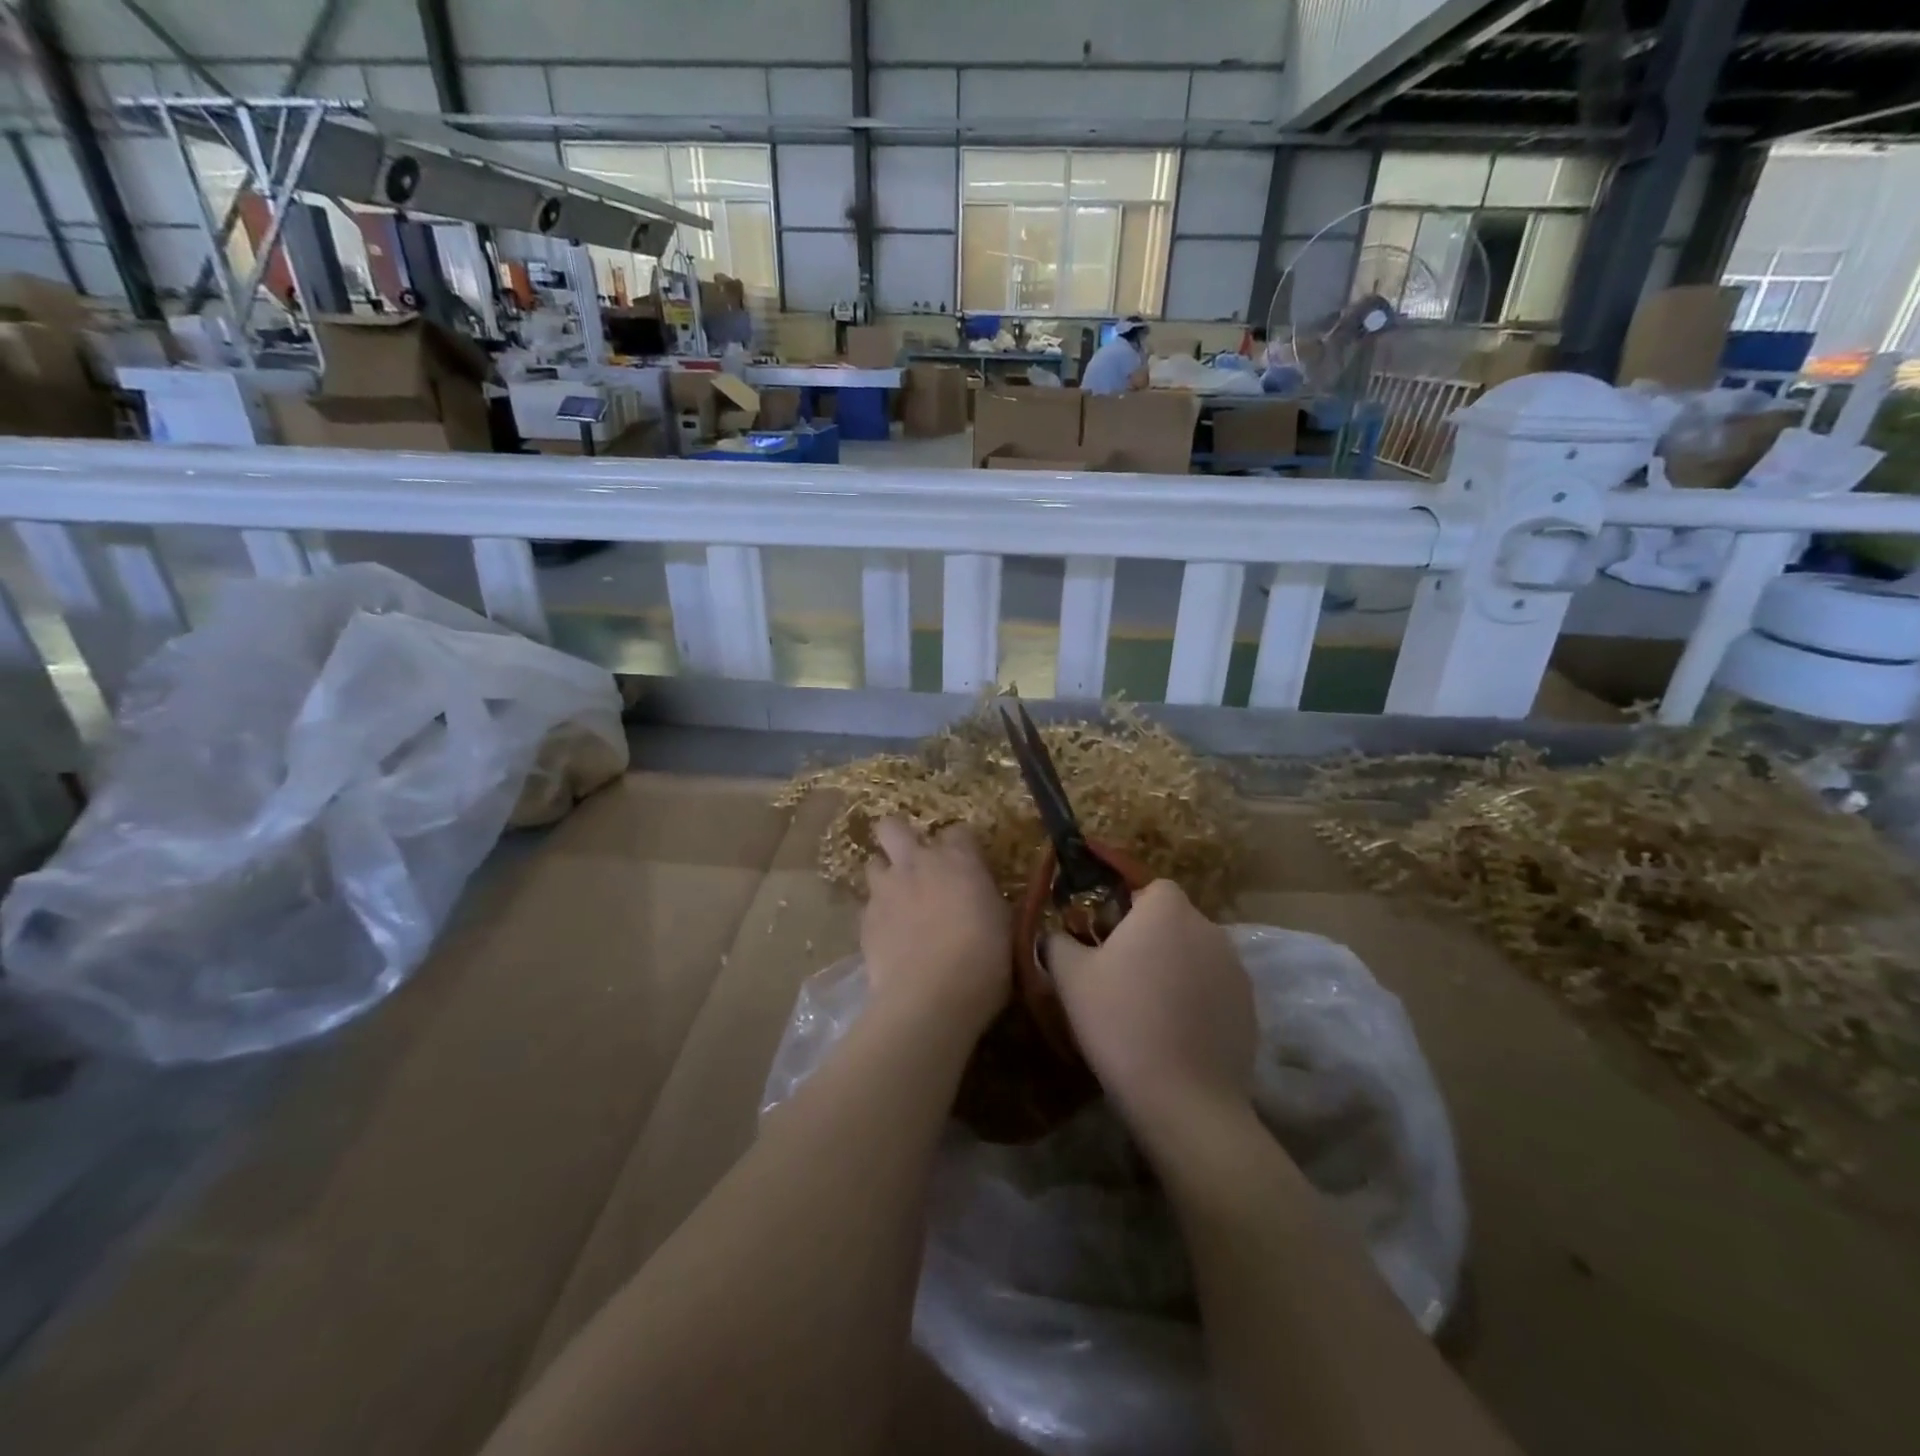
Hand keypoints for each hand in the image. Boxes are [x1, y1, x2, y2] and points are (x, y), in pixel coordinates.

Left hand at [862, 818, 1010, 1035]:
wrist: (932, 995)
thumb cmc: (984, 958)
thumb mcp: (1002, 922)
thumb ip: (985, 899)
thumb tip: (981, 898)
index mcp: (957, 859)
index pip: (958, 831)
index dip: (961, 846)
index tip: (967, 865)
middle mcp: (916, 863)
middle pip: (893, 827)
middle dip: (898, 837)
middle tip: (912, 860)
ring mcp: (885, 889)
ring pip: (873, 863)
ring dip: (885, 876)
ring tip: (897, 900)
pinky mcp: (865, 919)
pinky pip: (868, 905)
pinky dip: (879, 915)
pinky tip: (890, 937)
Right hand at [1047, 881, 1254, 1152]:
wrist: (1183, 1099)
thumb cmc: (1120, 1022)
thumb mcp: (1070, 978)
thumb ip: (1058, 942)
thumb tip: (1056, 935)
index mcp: (1166, 909)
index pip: (1148, 887)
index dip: (1125, 908)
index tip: (1104, 938)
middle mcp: (1208, 928)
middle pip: (1173, 920)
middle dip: (1149, 939)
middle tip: (1118, 975)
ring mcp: (1235, 969)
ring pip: (1194, 955)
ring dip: (1173, 969)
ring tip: (1147, 1009)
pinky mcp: (1249, 1007)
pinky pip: (1213, 989)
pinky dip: (1195, 1000)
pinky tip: (1174, 1034)